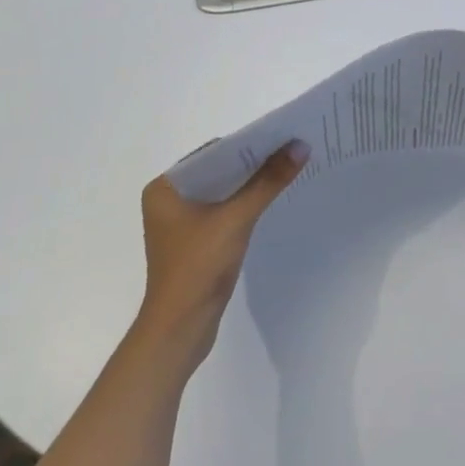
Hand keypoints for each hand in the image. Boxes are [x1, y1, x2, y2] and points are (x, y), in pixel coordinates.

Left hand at [136, 139, 306, 368]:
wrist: (179, 330)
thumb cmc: (198, 267)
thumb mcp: (236, 218)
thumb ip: (268, 181)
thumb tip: (300, 145)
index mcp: (164, 188)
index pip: (211, 153)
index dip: (247, 144)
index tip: (280, 135)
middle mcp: (168, 201)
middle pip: (218, 171)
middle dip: (252, 163)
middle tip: (290, 149)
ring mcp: (180, 223)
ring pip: (222, 192)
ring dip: (250, 184)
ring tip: (287, 169)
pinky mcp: (195, 242)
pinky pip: (223, 211)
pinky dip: (245, 204)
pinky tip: (270, 199)